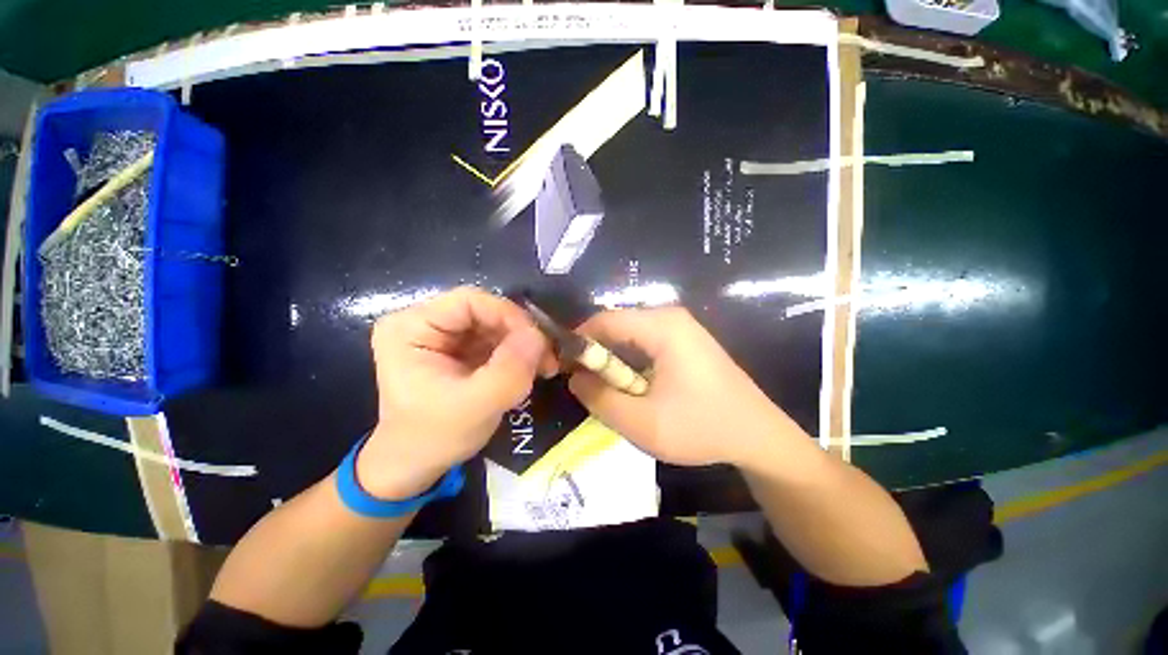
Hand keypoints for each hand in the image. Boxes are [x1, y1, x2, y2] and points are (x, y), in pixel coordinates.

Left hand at [359, 287, 551, 499]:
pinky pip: (496, 339)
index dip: (509, 315)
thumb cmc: (434, 438)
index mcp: (411, 327)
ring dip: (523, 344)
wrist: (416, 466)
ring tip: (543, 368)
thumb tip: (539, 335)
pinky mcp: (459, 349)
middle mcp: (425, 322)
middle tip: (547, 359)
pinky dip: (518, 353)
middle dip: (520, 333)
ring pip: (495, 324)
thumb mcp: (476, 406)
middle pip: (485, 311)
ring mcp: (443, 335)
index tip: (537, 342)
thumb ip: (509, 369)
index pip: (469, 301)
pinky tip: (530, 370)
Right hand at [568, 307, 797, 466]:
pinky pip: (645, 344)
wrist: (758, 437)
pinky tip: (634, 388)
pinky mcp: (685, 341)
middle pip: (616, 326)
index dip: (578, 341)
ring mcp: (681, 328)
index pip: (604, 320)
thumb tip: (575, 378)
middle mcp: (670, 317)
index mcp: (662, 326)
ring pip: (630, 336)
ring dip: (614, 362)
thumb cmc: (702, 428)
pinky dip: (630, 363)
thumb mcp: (641, 423)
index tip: (563, 367)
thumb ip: (599, 399)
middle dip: (596, 354)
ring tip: (610, 391)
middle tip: (585, 385)